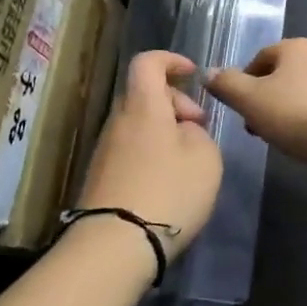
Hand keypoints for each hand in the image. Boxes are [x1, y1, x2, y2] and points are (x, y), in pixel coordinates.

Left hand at [79, 51, 222, 258]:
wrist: (114, 245)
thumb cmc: (168, 191)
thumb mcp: (205, 158)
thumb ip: (199, 134)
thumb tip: (184, 132)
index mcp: (144, 106)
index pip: (148, 63)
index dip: (171, 60)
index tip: (192, 74)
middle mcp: (118, 121)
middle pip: (144, 95)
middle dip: (175, 103)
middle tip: (199, 129)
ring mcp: (105, 150)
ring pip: (138, 124)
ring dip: (164, 132)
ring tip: (188, 160)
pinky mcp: (100, 178)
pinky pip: (130, 150)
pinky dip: (151, 154)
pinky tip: (168, 183)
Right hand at [206, 38, 306, 171]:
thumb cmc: (300, 115)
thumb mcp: (252, 101)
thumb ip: (227, 85)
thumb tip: (208, 72)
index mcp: (295, 47)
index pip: (260, 58)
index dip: (244, 84)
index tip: (241, 111)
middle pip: (283, 75)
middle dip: (267, 100)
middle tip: (259, 128)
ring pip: (305, 92)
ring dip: (290, 111)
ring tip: (285, 139)